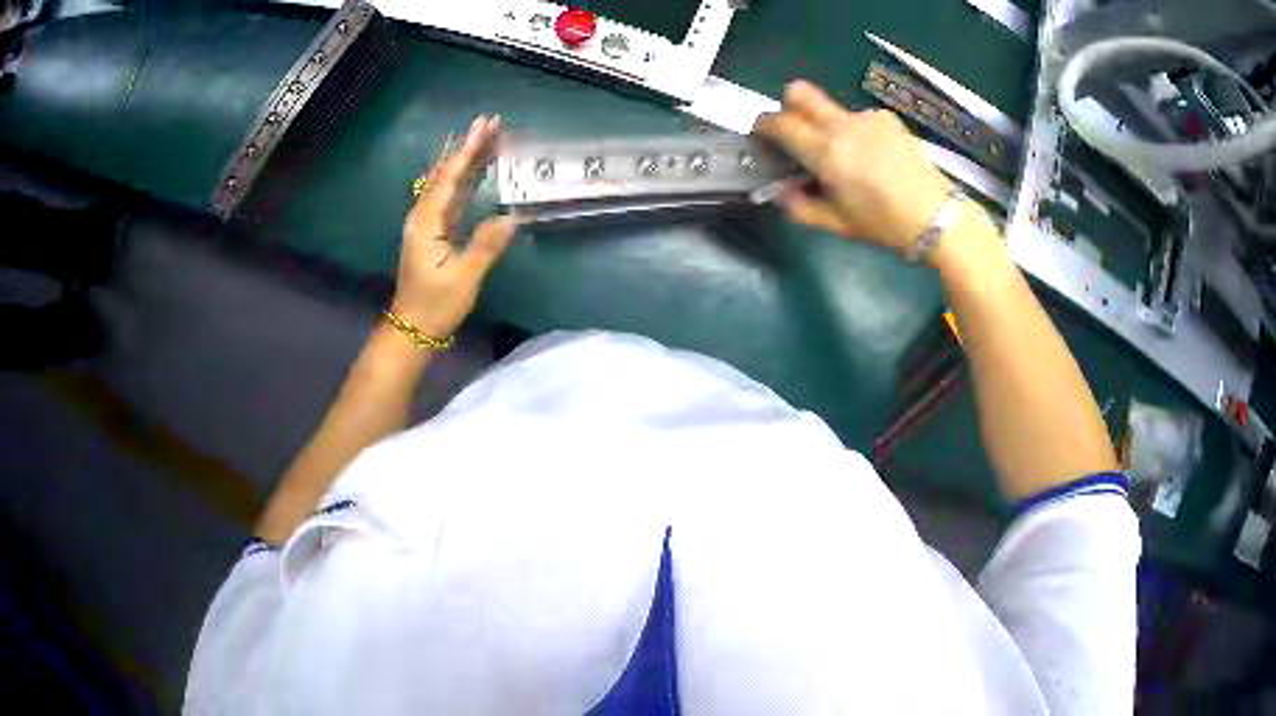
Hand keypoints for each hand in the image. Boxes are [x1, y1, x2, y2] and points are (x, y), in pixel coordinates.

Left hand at [391, 115, 517, 336]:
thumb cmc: (436, 304)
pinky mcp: (436, 232)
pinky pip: (453, 197)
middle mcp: (424, 216)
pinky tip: (477, 170)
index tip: (483, 126)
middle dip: (469, 147)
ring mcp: (429, 223)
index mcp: (427, 222)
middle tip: (491, 122)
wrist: (414, 327)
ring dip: (468, 159)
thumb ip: (485, 246)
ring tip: (489, 137)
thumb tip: (511, 217)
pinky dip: (466, 179)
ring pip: (450, 183)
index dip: (467, 151)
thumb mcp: (463, 278)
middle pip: (448, 173)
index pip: (449, 179)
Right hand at [754, 81, 954, 252]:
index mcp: (825, 151)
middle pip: (799, 93)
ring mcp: (867, 118)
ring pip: (832, 109)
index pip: (779, 122)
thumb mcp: (838, 224)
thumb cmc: (885, 224)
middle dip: (788, 106)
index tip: (763, 137)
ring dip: (827, 125)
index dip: (763, 126)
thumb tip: (781, 191)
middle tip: (796, 133)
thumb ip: (802, 207)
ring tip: (849, 157)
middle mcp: (842, 125)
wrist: (937, 216)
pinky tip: (874, 156)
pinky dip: (856, 131)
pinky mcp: (888, 119)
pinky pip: (859, 118)